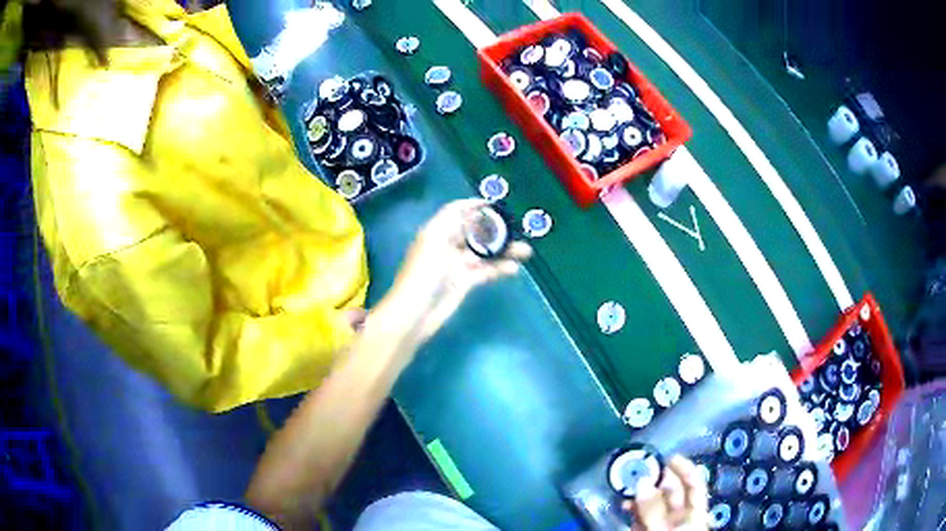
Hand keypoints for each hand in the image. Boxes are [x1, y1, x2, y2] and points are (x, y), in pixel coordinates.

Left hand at [378, 199, 531, 343]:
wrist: (414, 313)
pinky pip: (486, 271)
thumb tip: (471, 207)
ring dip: (504, 250)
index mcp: (437, 232)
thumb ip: (451, 222)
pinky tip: (514, 268)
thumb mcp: (433, 241)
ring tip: (525, 251)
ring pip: (484, 252)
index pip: (457, 212)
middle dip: (496, 229)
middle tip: (518, 229)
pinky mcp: (464, 282)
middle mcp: (448, 245)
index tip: (496, 205)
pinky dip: (499, 269)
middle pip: (475, 231)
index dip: (474, 206)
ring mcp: (457, 265)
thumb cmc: (422, 274)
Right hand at [625, 456, 708, 530]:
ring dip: (642, 495)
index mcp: (694, 514)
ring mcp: (663, 526)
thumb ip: (653, 510)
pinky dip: (634, 509)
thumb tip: (643, 481)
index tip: (667, 457)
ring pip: (654, 504)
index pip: (694, 485)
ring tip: (628, 489)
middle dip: (657, 480)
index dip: (685, 469)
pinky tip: (625, 505)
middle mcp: (681, 517)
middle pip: (673, 493)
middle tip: (640, 471)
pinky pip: (641, 517)